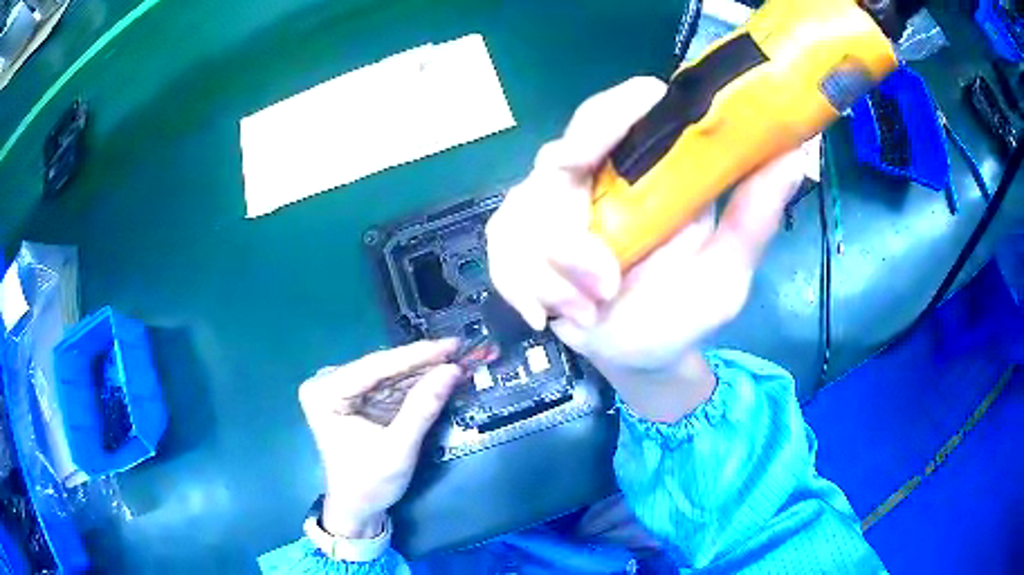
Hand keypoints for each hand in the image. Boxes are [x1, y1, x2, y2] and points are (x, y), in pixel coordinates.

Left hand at [298, 340, 461, 537]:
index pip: (374, 367)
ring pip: (388, 374)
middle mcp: (328, 383)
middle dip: (421, 363)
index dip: (415, 355)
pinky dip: (415, 384)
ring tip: (456, 361)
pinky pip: (389, 385)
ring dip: (422, 371)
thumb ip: (422, 408)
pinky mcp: (357, 398)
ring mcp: (342, 389)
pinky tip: (439, 376)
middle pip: (381, 367)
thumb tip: (453, 371)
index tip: (451, 344)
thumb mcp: (398, 448)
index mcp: (324, 392)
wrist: (358, 509)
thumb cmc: (369, 483)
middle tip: (459, 351)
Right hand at [486, 77, 801, 421]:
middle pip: (554, 160)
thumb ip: (754, 217)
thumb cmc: (684, 311)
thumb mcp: (727, 270)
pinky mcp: (520, 249)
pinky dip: (525, 291)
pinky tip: (549, 319)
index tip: (640, 106)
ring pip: (522, 218)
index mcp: (638, 174)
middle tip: (601, 278)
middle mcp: (589, 182)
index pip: (612, 118)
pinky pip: (503, 256)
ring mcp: (547, 214)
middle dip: (571, 222)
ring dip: (554, 273)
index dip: (613, 110)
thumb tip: (793, 153)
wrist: (640, 357)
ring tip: (591, 312)